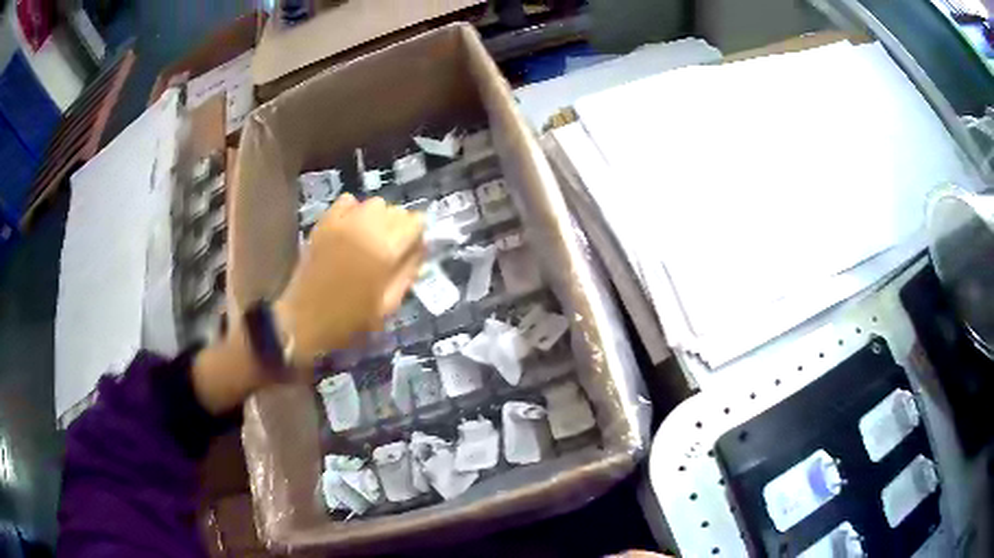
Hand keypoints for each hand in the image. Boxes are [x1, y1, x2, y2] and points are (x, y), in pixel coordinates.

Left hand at [192, 194, 423, 413]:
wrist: (303, 318)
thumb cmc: (349, 320)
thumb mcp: (388, 305)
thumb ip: (408, 272)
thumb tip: (420, 248)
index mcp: (386, 250)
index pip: (416, 222)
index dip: (416, 235)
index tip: (410, 250)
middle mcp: (367, 228)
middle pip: (397, 210)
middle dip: (399, 226)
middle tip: (390, 249)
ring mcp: (343, 221)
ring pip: (375, 203)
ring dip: (379, 217)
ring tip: (370, 239)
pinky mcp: (325, 221)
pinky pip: (349, 201)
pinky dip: (355, 210)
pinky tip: (351, 229)